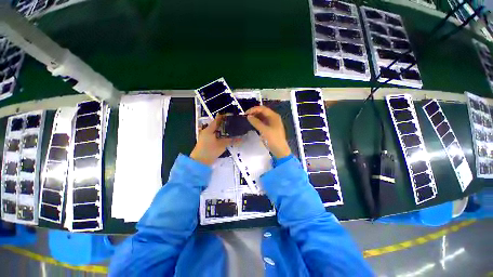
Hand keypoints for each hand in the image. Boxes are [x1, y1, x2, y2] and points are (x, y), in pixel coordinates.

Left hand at [190, 115, 232, 164]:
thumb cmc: (209, 150)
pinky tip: (230, 137)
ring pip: (219, 131)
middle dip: (227, 124)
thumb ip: (232, 141)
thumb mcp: (221, 145)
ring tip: (235, 129)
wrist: (200, 161)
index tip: (232, 115)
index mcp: (210, 129)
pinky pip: (218, 136)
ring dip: (226, 130)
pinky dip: (223, 136)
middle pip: (219, 125)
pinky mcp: (210, 142)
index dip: (225, 117)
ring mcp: (209, 137)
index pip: (218, 119)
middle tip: (236, 123)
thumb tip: (242, 139)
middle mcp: (209, 131)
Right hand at [246, 106, 290, 158]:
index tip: (246, 113)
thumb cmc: (273, 139)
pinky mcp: (270, 128)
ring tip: (248, 119)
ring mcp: (272, 123)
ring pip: (262, 117)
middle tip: (246, 116)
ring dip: (255, 117)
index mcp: (274, 116)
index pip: (262, 109)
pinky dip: (257, 122)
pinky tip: (252, 123)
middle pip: (263, 112)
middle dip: (254, 112)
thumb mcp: (264, 130)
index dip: (254, 109)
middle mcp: (273, 117)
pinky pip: (263, 122)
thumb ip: (256, 122)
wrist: (280, 150)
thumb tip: (248, 116)